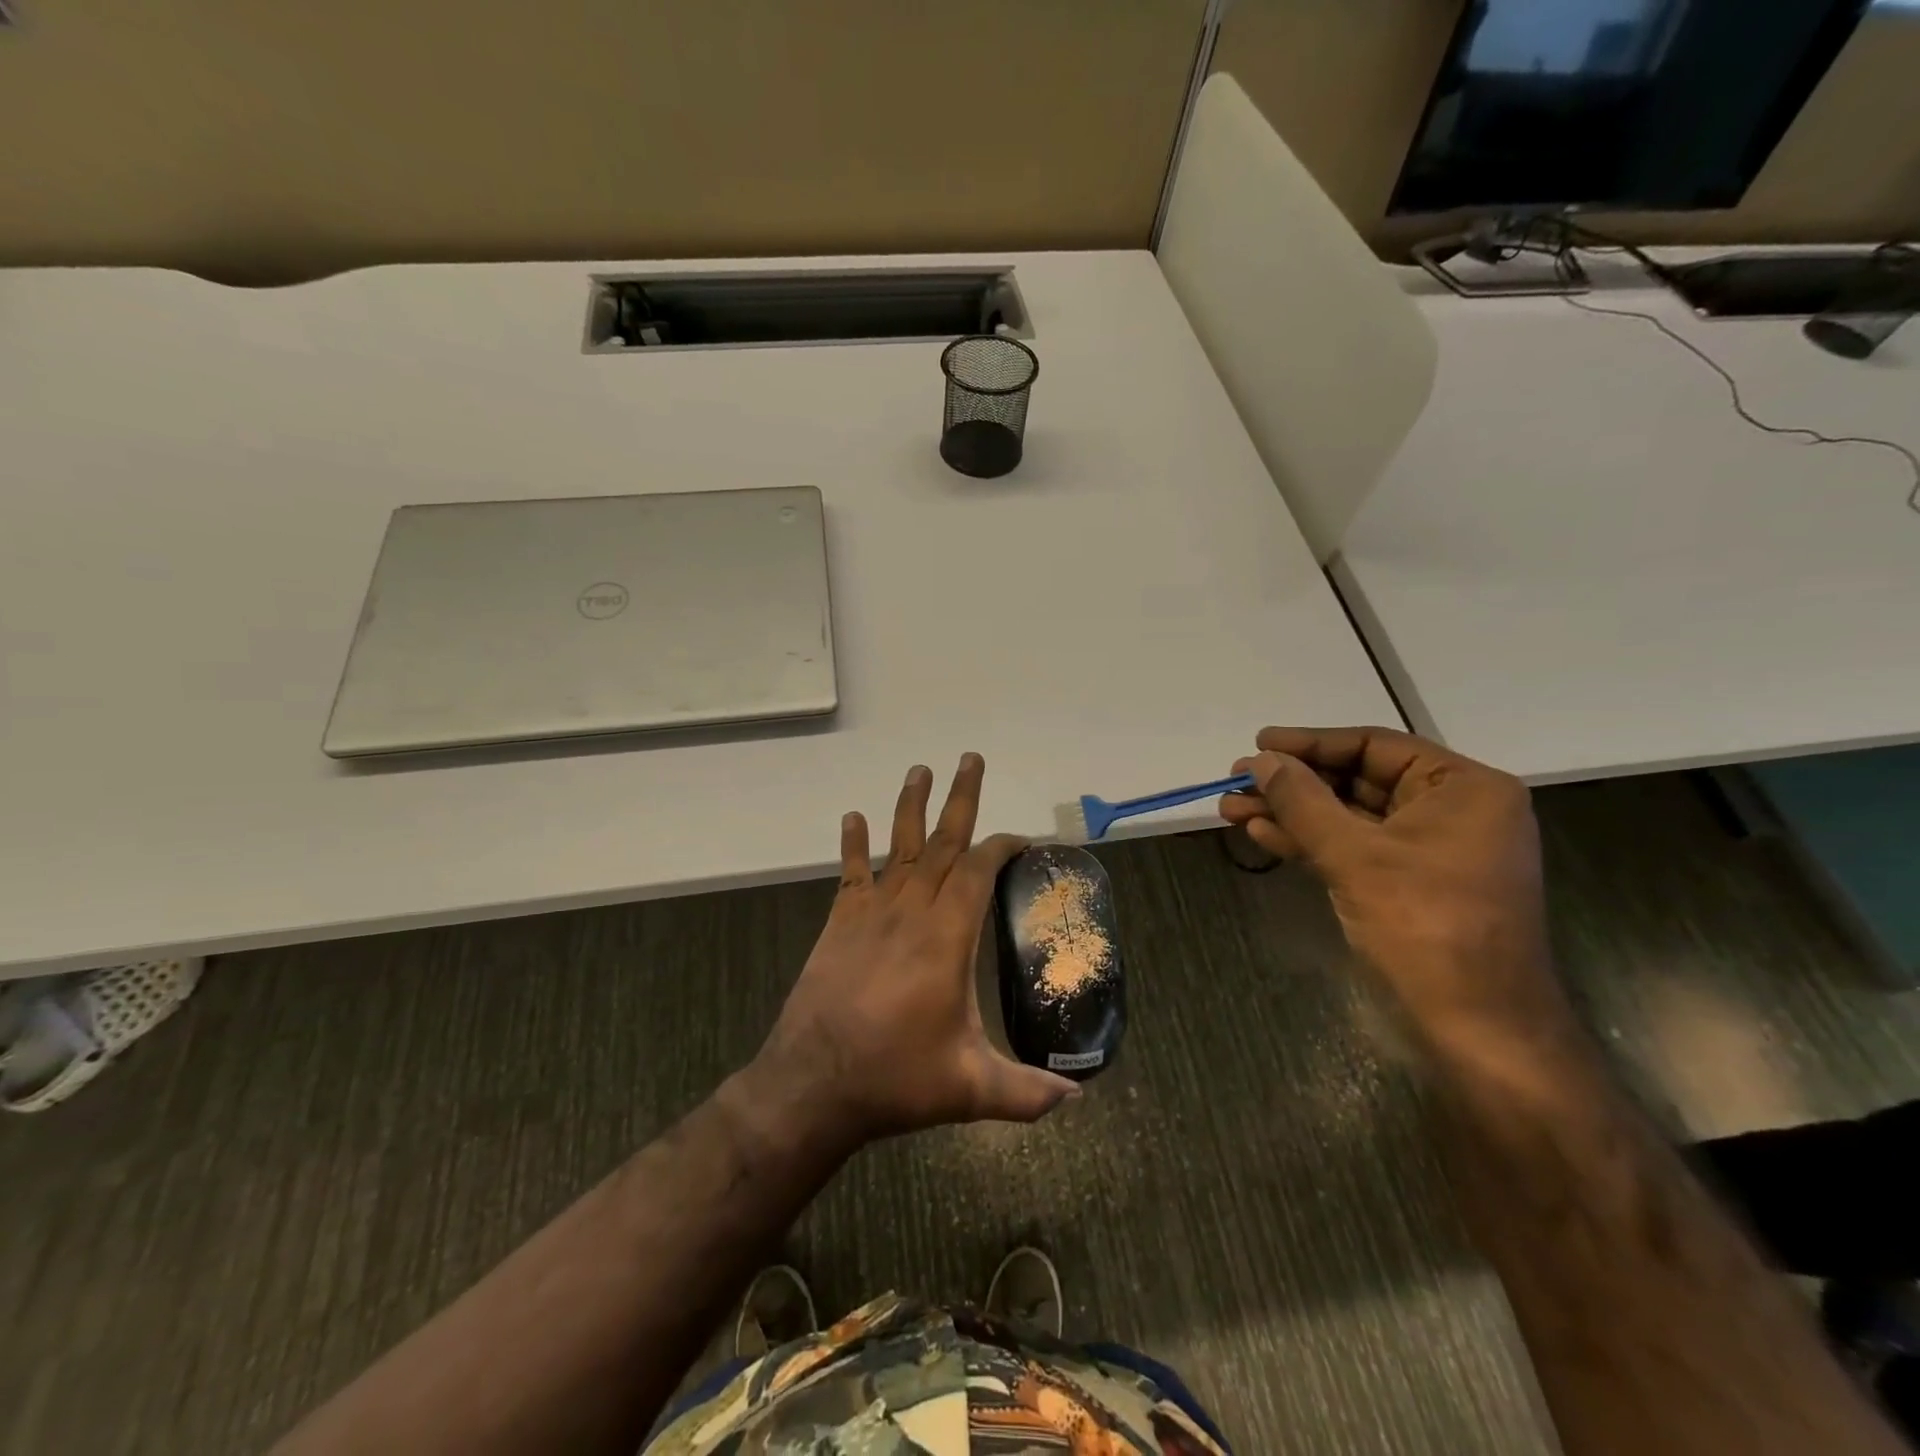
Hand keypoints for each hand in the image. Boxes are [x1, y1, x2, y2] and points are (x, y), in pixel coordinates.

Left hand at [749, 754, 1079, 1146]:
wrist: (814, 1083)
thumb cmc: (895, 1079)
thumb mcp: (970, 1090)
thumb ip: (1027, 1093)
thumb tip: (1077, 1100)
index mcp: (947, 937)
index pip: (979, 871)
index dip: (1002, 846)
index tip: (1022, 838)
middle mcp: (912, 911)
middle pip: (943, 843)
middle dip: (961, 799)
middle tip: (970, 758)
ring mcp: (872, 913)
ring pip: (900, 847)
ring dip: (911, 806)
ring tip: (920, 770)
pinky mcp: (840, 923)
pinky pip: (851, 873)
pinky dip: (853, 844)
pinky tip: (853, 816)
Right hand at [1220, 726, 1568, 1038]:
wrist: (1477, 1029)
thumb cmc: (1425, 927)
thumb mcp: (1355, 855)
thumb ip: (1303, 801)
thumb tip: (1260, 761)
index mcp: (1464, 789)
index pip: (1374, 746)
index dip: (1310, 743)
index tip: (1258, 743)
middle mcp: (1452, 811)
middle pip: (1357, 780)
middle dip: (1292, 783)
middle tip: (1236, 779)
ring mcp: (1430, 851)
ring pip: (1348, 817)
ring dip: (1290, 813)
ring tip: (1231, 808)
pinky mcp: (1409, 885)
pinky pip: (1353, 848)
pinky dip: (1309, 841)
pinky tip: (1262, 834)